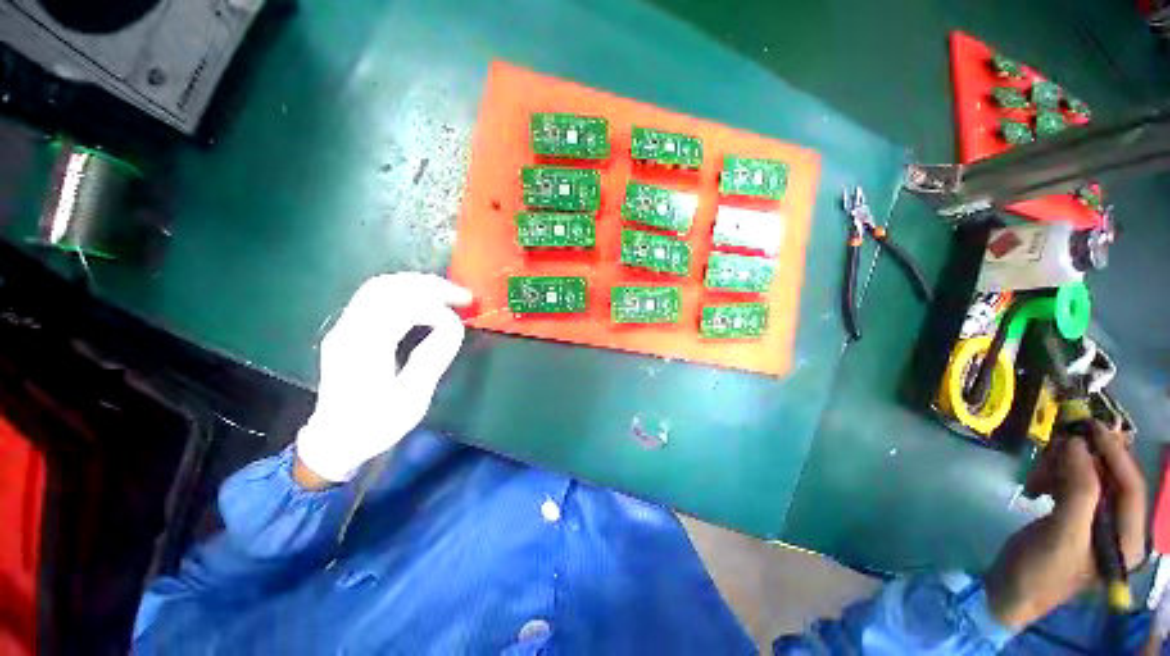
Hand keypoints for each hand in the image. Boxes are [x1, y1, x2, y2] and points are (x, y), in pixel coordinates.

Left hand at [295, 273, 472, 483]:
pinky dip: (406, 293)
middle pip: (386, 286)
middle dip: (429, 285)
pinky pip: (376, 298)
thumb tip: (454, 325)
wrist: (334, 441)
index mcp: (363, 346)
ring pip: (379, 287)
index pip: (400, 306)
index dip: (436, 307)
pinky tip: (425, 302)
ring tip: (448, 295)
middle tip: (461, 295)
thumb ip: (433, 357)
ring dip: (418, 285)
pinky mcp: (348, 331)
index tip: (460, 320)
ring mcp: (344, 327)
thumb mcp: (411, 398)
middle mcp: (348, 329)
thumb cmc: (375, 424)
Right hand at [985, 423, 1146, 628]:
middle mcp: (1117, 528)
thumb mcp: (1062, 534)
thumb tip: (1078, 444)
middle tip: (1054, 449)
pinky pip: (1070, 484)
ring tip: (1035, 479)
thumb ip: (1078, 491)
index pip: (1131, 487)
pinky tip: (1035, 487)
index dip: (1115, 455)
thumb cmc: (1041, 571)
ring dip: (1061, 469)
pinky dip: (1052, 477)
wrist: (1007, 590)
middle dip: (1081, 461)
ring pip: (1086, 478)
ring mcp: (1094, 522)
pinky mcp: (1073, 517)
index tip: (1092, 426)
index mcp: (1127, 540)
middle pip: (1108, 479)